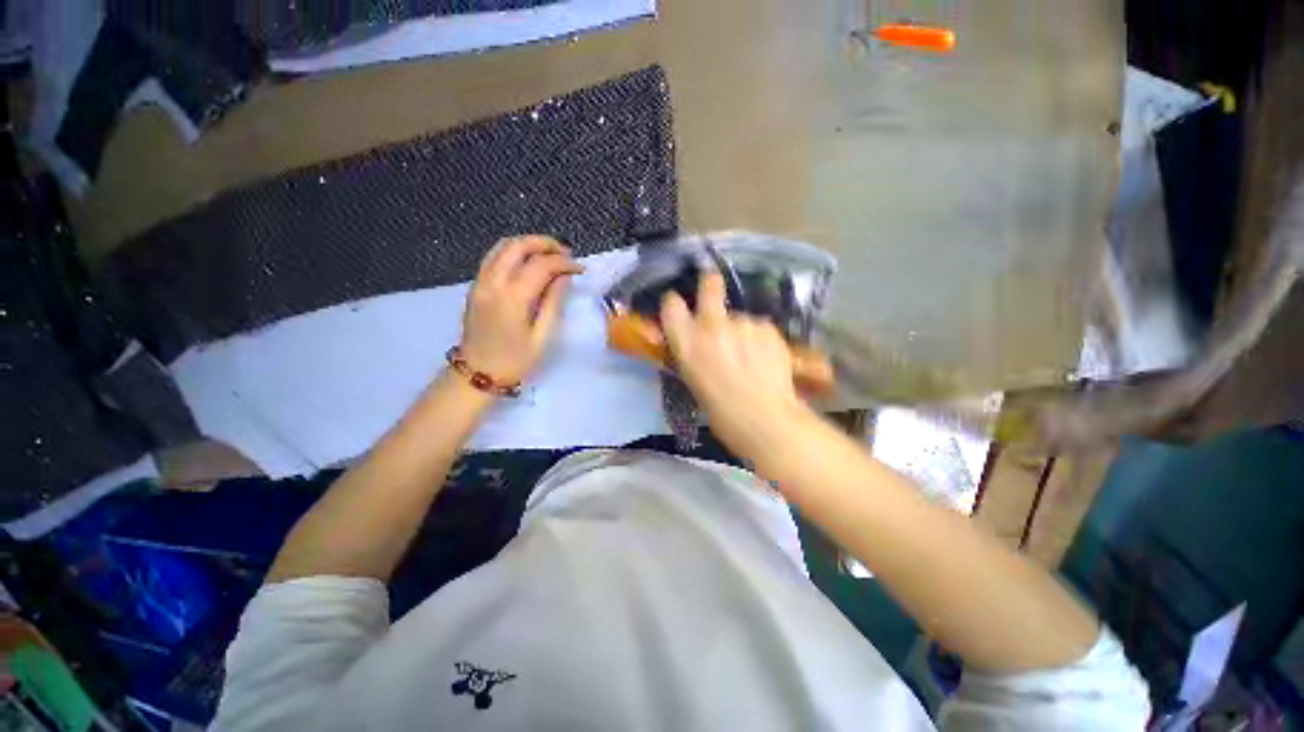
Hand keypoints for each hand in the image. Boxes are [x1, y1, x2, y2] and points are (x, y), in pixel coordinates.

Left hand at [459, 236, 583, 385]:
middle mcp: (492, 283)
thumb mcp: (542, 337)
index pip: (541, 265)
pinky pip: (493, 257)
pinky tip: (529, 264)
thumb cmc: (515, 361)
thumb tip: (564, 277)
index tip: (580, 269)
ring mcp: (480, 282)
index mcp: (512, 298)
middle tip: (566, 254)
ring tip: (550, 256)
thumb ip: (553, 303)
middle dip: (545, 244)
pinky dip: (514, 252)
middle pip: (518, 245)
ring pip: (502, 246)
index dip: (564, 262)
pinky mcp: (475, 286)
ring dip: (528, 244)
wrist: (477, 375)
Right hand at [661, 272, 812, 458]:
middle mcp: (712, 324)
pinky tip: (765, 360)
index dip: (674, 303)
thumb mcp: (694, 382)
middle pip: (709, 285)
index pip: (671, 304)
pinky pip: (759, 328)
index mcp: (687, 342)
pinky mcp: (768, 327)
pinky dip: (760, 339)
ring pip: (739, 316)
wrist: (764, 420)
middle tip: (713, 287)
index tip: (679, 306)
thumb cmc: (721, 412)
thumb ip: (693, 354)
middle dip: (710, 283)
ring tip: (750, 357)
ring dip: (740, 330)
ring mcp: (742, 323)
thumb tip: (697, 344)